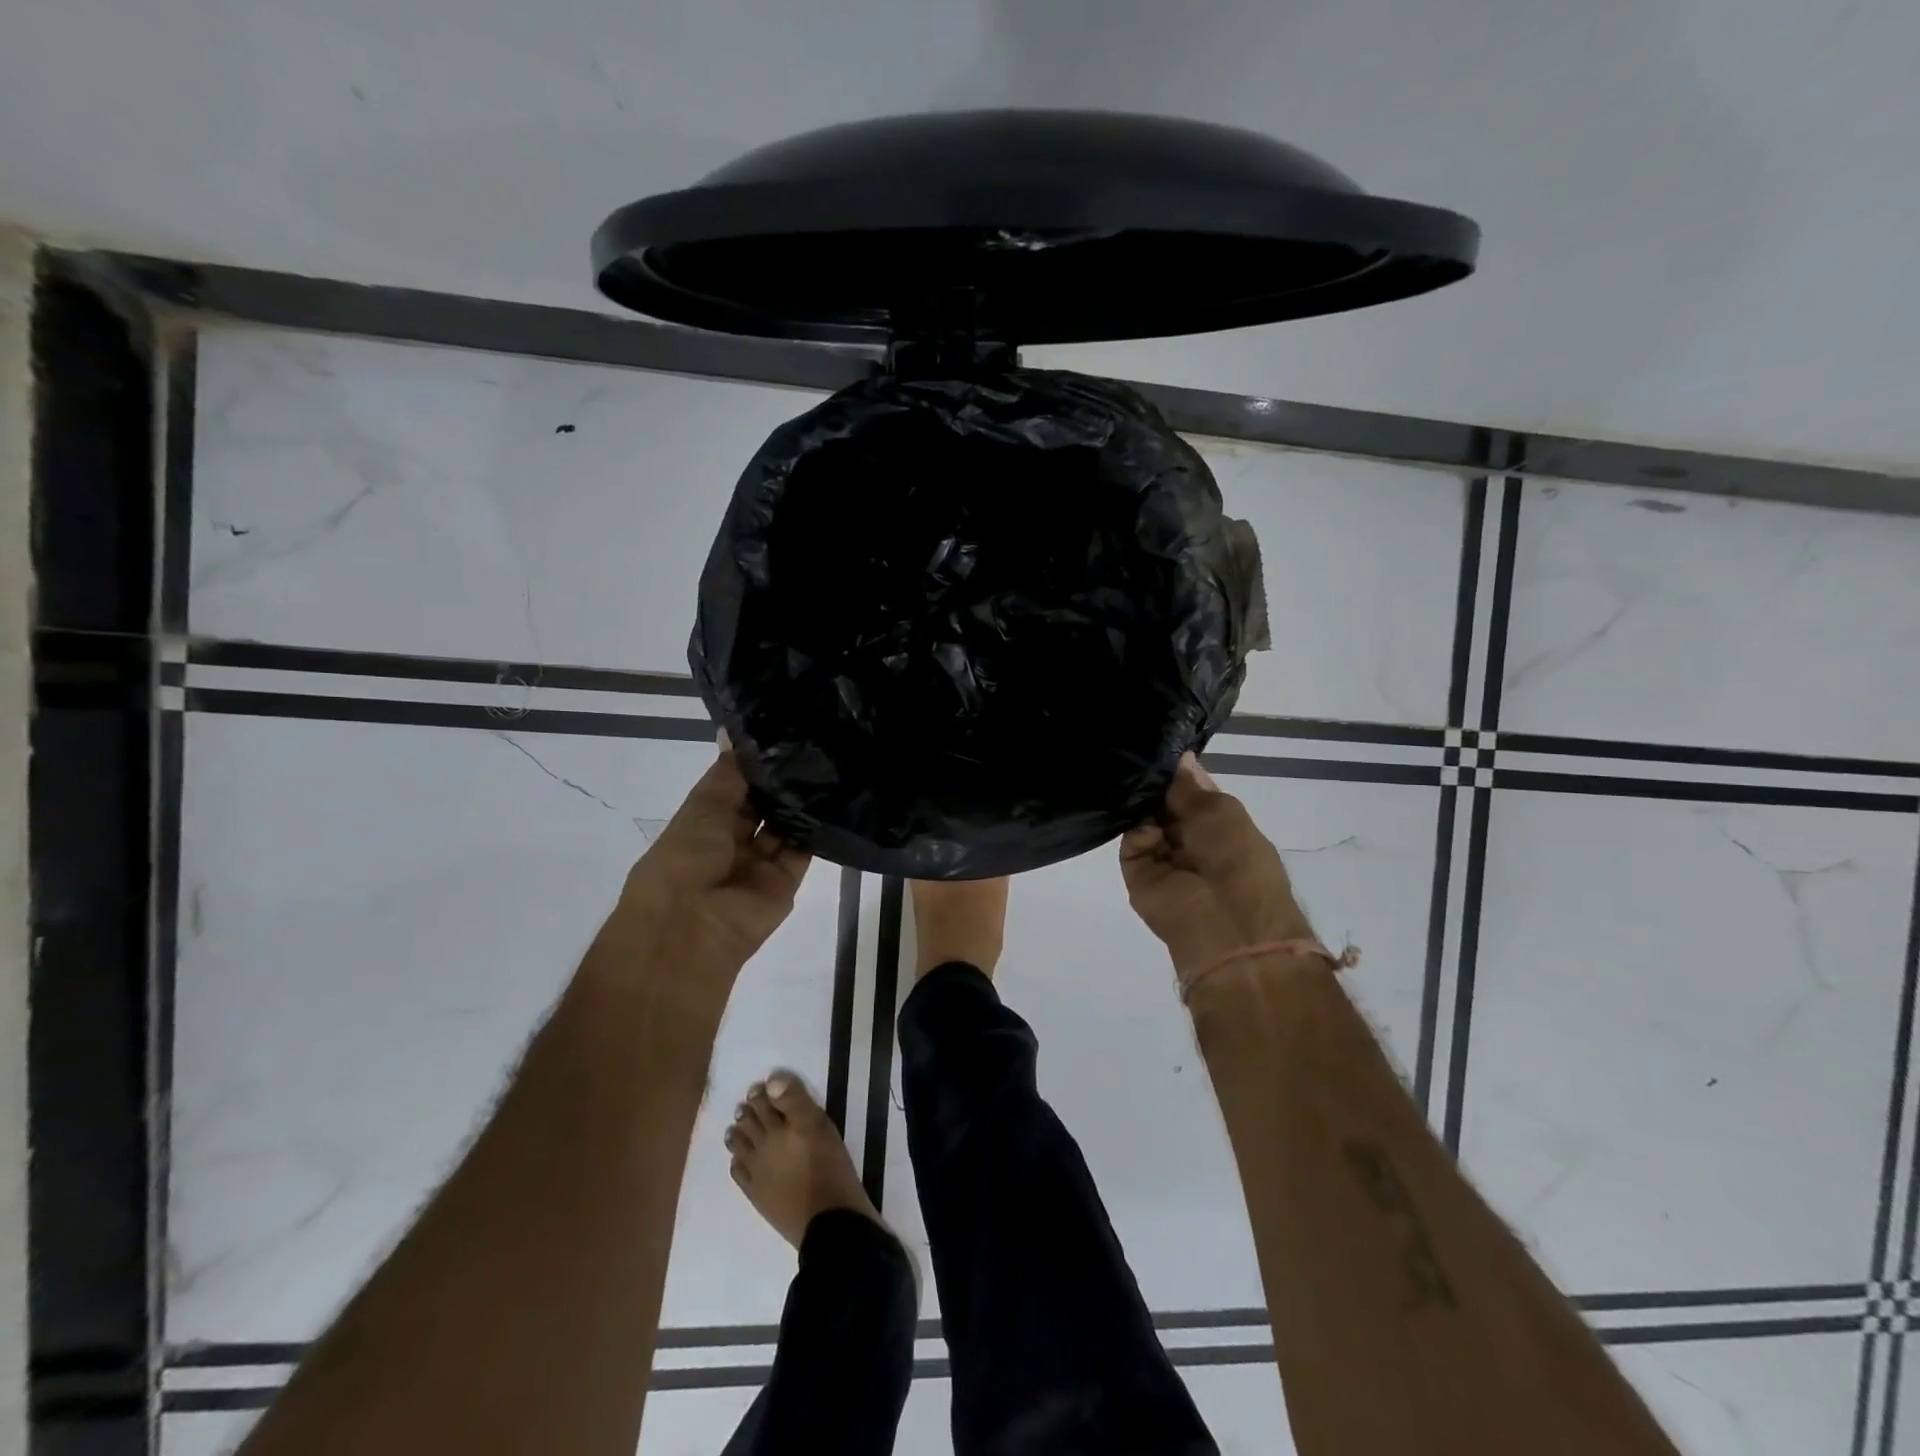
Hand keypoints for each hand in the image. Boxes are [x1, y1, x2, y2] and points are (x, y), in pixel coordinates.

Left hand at [619, 741, 810, 975]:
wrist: (691, 930)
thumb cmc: (683, 861)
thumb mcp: (702, 807)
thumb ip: (728, 773)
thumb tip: (732, 729)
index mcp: (703, 825)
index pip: (734, 787)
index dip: (753, 763)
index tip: (781, 730)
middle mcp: (732, 843)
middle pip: (762, 806)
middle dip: (781, 781)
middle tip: (813, 742)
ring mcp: (760, 864)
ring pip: (785, 826)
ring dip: (800, 802)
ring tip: (829, 762)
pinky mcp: (786, 882)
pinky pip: (803, 850)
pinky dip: (816, 828)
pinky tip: (834, 796)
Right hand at [1120, 753, 1311, 985]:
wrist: (1224, 922)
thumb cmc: (1236, 858)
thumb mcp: (1221, 810)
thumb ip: (1190, 786)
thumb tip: (1180, 755)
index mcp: (1218, 828)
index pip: (1190, 794)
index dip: (1177, 774)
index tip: (1158, 747)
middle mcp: (1189, 841)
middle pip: (1163, 804)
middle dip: (1155, 785)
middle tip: (1138, 756)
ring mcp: (1162, 858)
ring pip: (1144, 820)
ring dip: (1141, 803)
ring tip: (1132, 778)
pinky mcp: (1138, 874)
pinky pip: (1131, 841)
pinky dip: (1136, 828)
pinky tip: (1145, 822)